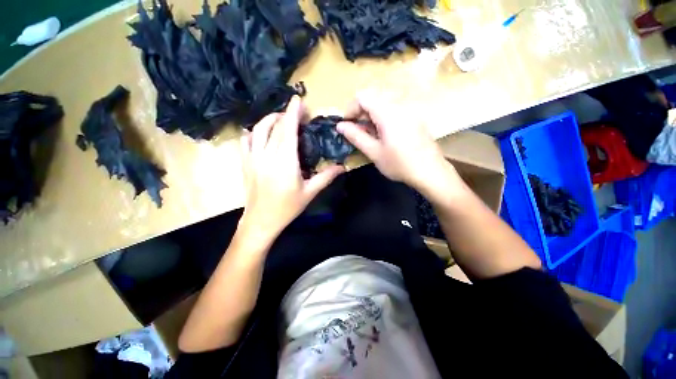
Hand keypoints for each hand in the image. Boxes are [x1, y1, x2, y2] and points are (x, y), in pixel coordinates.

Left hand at [239, 96, 343, 242]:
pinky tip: (261, 135)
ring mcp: (253, 158)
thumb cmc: (288, 207)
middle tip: (297, 114)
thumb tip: (342, 166)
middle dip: (286, 115)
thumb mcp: (310, 192)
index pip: (288, 130)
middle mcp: (267, 155)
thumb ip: (326, 176)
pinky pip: (246, 140)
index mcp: (285, 161)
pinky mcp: (245, 163)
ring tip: (281, 121)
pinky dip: (254, 133)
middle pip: (274, 126)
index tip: (298, 99)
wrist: (261, 220)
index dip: (293, 112)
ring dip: (270, 120)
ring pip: (258, 129)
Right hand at [337, 91, 455, 193]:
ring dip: (371, 117)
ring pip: (383, 105)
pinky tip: (383, 136)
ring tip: (369, 136)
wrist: (430, 172)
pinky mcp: (414, 118)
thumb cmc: (399, 164)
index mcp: (388, 113)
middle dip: (360, 114)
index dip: (350, 109)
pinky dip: (382, 119)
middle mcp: (399, 106)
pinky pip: (393, 111)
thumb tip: (340, 125)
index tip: (346, 125)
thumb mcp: (374, 152)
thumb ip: (356, 136)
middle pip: (373, 98)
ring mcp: (409, 111)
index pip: (362, 97)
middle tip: (357, 133)